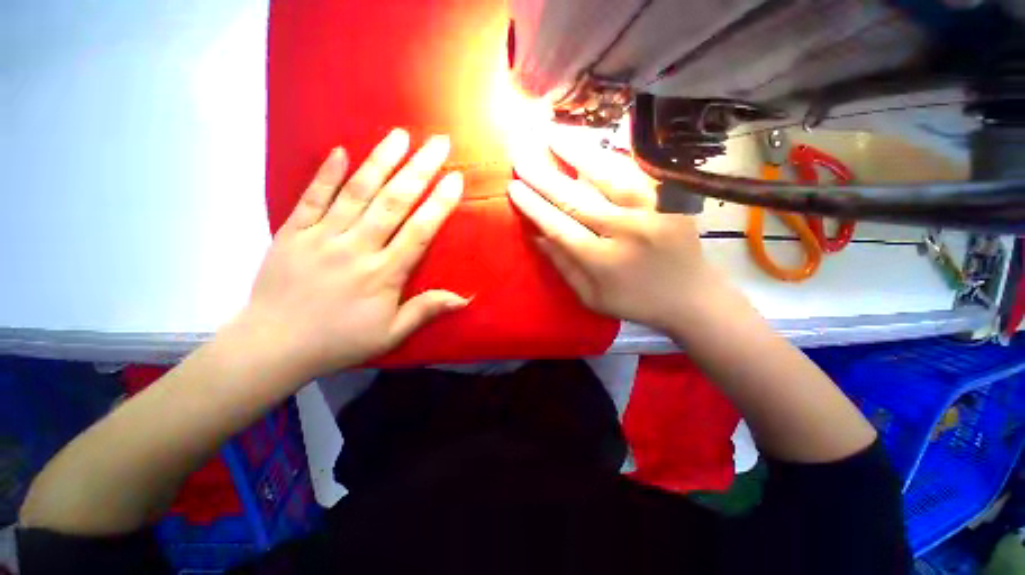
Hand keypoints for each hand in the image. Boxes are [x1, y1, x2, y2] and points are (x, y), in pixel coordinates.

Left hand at [228, 129, 466, 380]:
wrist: (274, 346)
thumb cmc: (340, 341)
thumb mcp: (390, 334)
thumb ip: (426, 310)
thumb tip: (464, 298)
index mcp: (384, 274)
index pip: (419, 231)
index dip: (439, 204)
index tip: (455, 178)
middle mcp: (357, 248)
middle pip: (393, 203)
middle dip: (419, 170)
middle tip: (438, 143)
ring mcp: (322, 237)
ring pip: (357, 193)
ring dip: (381, 161)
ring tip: (400, 135)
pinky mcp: (293, 233)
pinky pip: (311, 198)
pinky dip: (326, 174)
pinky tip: (341, 151)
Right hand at [509, 127, 715, 330]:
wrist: (691, 296)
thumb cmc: (634, 301)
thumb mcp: (591, 297)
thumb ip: (564, 267)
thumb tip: (538, 236)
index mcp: (603, 262)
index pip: (560, 228)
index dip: (535, 207)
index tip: (513, 187)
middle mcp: (626, 232)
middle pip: (578, 200)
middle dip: (545, 176)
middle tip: (521, 155)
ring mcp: (652, 211)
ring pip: (608, 176)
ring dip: (576, 153)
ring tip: (552, 134)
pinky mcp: (670, 199)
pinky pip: (637, 170)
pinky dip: (612, 154)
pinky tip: (593, 141)